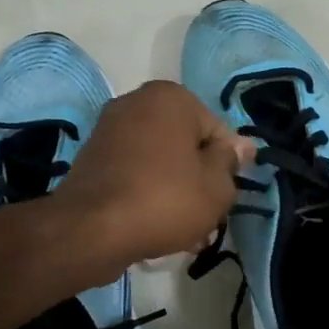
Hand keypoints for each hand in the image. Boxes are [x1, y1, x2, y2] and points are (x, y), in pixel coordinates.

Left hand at [57, 81, 254, 278]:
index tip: (227, 195)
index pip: (217, 131)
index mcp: (171, 98)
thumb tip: (238, 147)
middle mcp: (137, 102)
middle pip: (186, 144)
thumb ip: (230, 163)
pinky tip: (157, 226)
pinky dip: (148, 193)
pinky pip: (134, 173)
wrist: (91, 230)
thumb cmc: (165, 200)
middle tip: (209, 216)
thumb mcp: (217, 188)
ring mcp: (109, 129)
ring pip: (160, 161)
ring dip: (176, 190)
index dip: (228, 166)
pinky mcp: (92, 158)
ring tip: (185, 230)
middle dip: (199, 178)